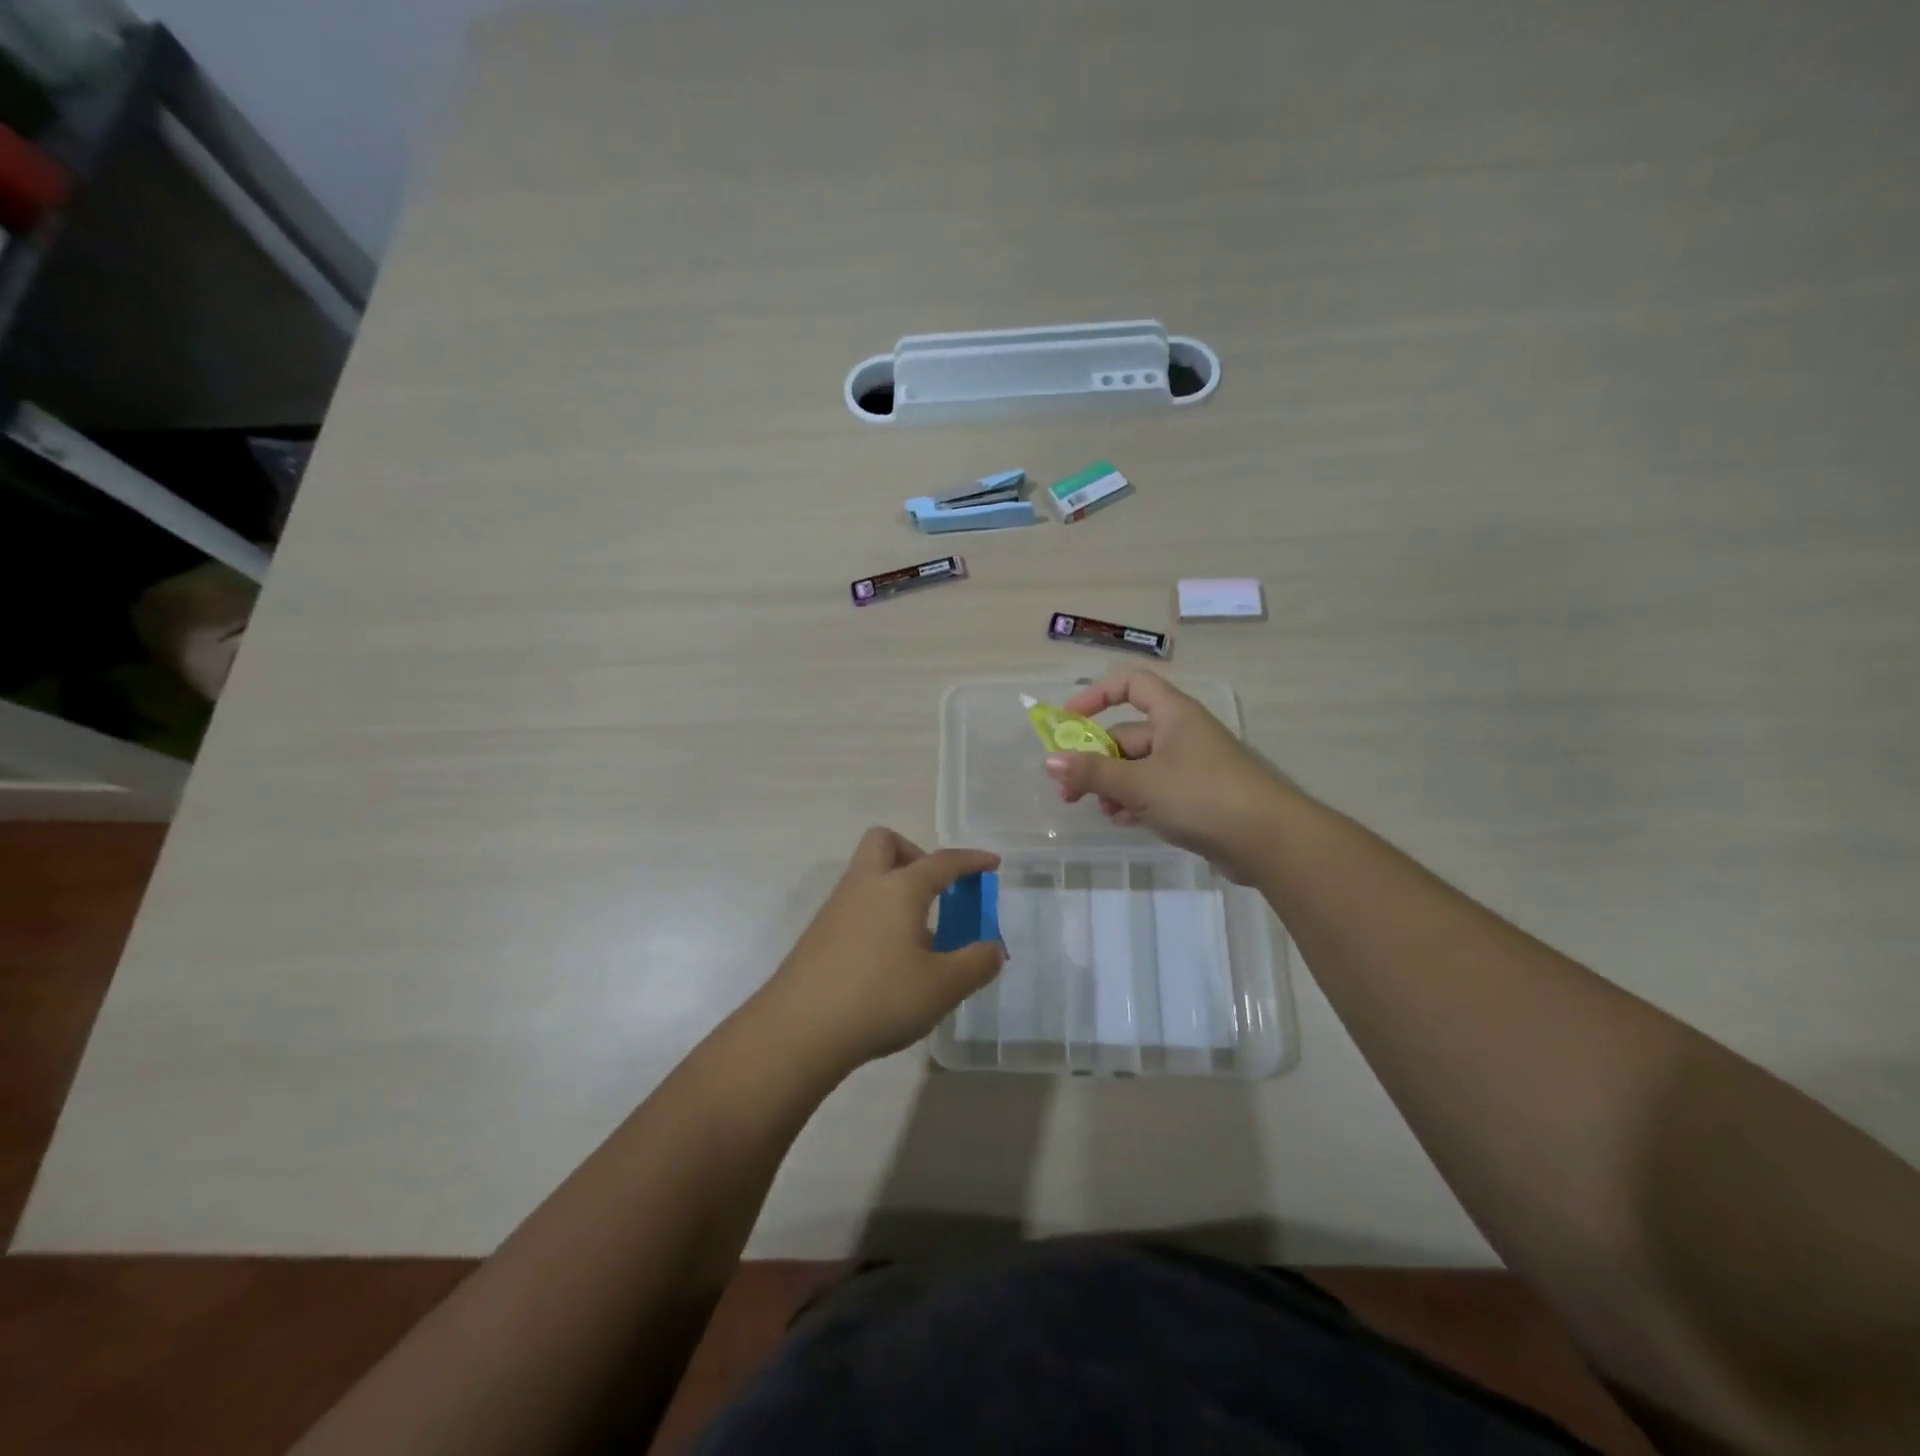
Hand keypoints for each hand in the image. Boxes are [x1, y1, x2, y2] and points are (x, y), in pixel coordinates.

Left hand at [755, 828, 1003, 1073]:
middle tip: (935, 890)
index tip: (991, 863)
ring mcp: (836, 908)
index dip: (971, 861)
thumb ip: (976, 964)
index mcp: (900, 888)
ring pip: (867, 875)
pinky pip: (855, 906)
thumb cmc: (880, 998)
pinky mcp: (818, 935)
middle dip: (914, 854)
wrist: (799, 1030)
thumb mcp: (943, 987)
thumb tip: (993, 949)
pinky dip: (877, 915)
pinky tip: (888, 959)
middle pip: (885, 843)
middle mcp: (865, 886)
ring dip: (895, 888)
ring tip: (918, 935)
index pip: (943, 861)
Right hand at [1044, 669, 1290, 882]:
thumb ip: (1093, 772)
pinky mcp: (1198, 797)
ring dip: (1114, 786)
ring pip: (1139, 767)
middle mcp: (1182, 733)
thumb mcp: (1140, 783)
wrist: (1270, 841)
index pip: (1131, 684)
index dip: (1097, 695)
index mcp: (1173, 714)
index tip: (1069, 720)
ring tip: (1103, 812)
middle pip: (1128, 734)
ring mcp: (1192, 766)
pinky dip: (1136, 802)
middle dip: (1096, 761)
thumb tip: (1049, 760)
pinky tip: (1125, 822)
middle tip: (1069, 791)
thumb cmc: (1202, 796)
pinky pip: (1156, 790)